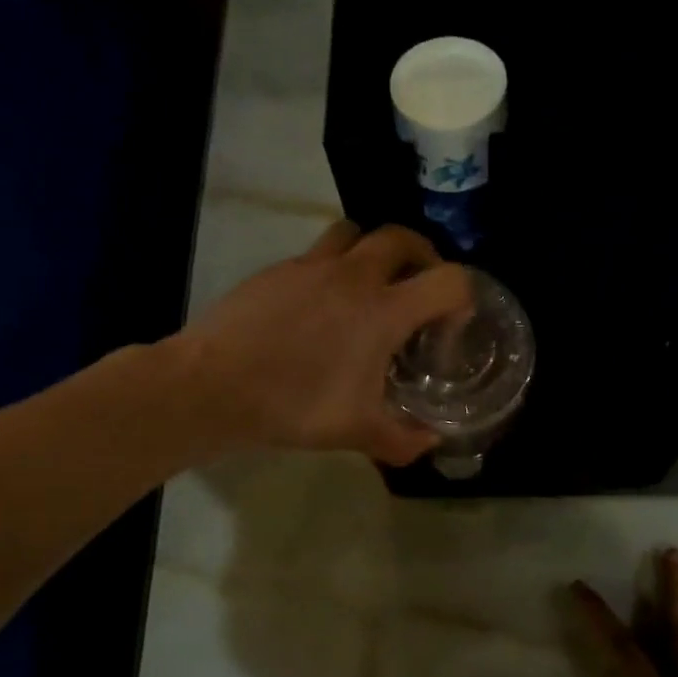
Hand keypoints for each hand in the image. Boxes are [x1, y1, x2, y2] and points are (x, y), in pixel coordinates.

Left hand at [176, 222, 472, 464]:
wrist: (214, 385)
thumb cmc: (295, 405)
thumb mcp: (357, 432)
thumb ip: (404, 440)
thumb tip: (430, 443)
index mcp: (383, 310)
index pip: (449, 280)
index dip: (463, 297)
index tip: (450, 324)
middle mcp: (353, 276)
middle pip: (403, 238)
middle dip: (422, 258)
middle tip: (418, 291)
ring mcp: (310, 266)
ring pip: (355, 233)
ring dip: (374, 252)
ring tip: (370, 288)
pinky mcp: (277, 270)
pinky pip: (317, 255)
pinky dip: (332, 269)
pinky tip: (319, 308)